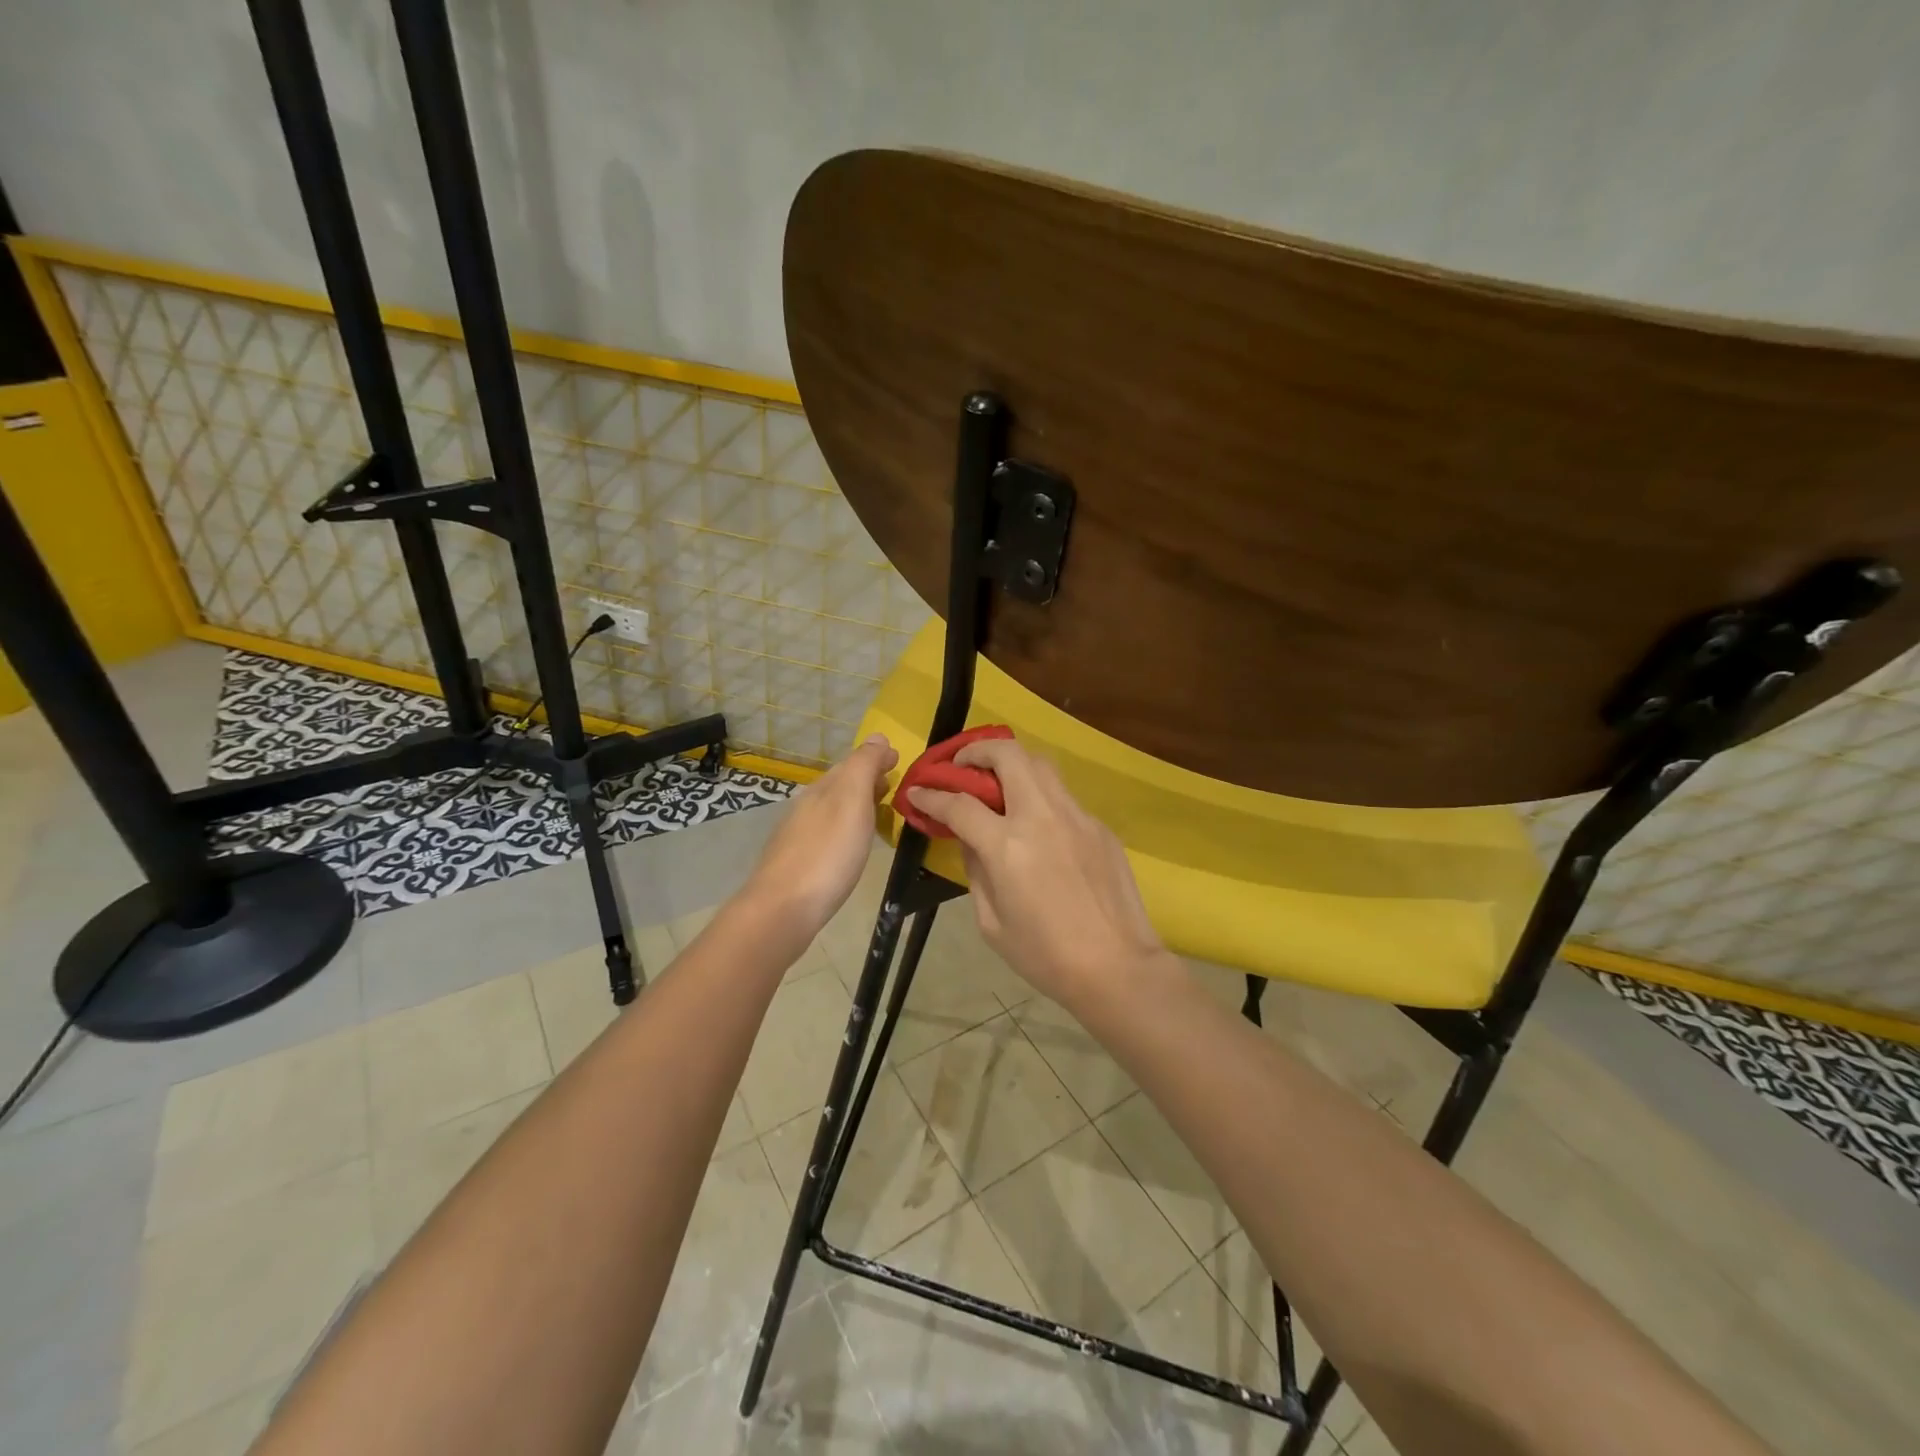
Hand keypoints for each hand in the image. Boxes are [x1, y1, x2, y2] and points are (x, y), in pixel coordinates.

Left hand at [744, 734, 898, 937]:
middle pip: (841, 785)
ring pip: (833, 810)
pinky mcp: (797, 863)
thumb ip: (864, 766)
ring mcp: (799, 836)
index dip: (875, 760)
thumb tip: (877, 737)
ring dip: (857, 806)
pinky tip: (851, 846)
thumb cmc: (827, 853)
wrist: (783, 909)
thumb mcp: (852, 800)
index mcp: (823, 788)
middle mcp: (807, 806)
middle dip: (867, 780)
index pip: (852, 763)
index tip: (898, 761)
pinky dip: (845, 829)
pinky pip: (827, 834)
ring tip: (880, 814)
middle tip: (893, 785)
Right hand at [906, 738, 1170, 1006]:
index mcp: (1008, 846)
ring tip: (998, 783)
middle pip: (1008, 755)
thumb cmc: (1045, 955)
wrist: (1117, 967)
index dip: (932, 794)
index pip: (960, 804)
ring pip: (1041, 764)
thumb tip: (969, 839)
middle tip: (962, 766)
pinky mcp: (1099, 826)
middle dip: (977, 751)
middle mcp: (1042, 817)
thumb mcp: (991, 922)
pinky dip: (1041, 797)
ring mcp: (1076, 816)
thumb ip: (975, 870)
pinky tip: (1038, 825)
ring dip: (1013, 764)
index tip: (918, 790)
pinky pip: (1063, 797)